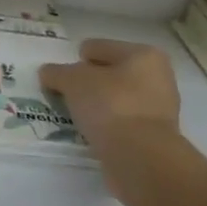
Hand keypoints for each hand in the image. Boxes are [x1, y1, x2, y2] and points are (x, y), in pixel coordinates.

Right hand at [39, 39, 180, 154]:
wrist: (141, 158)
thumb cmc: (111, 106)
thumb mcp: (73, 82)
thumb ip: (58, 73)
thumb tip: (48, 72)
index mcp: (143, 55)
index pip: (99, 47)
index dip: (76, 59)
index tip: (60, 76)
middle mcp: (157, 78)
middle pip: (111, 73)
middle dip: (88, 83)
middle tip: (66, 96)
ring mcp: (159, 109)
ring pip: (117, 100)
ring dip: (97, 106)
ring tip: (75, 116)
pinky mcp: (154, 138)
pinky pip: (122, 123)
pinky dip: (107, 126)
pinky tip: (91, 133)